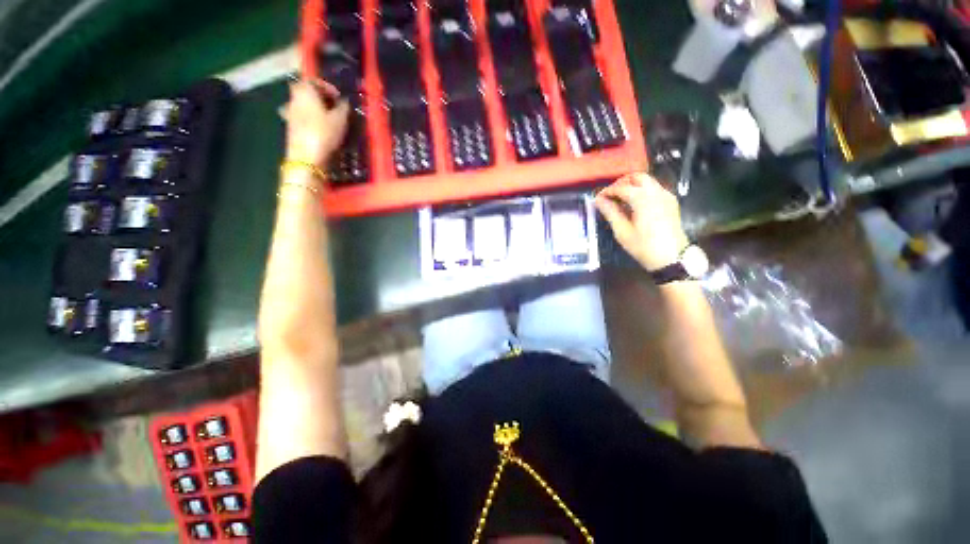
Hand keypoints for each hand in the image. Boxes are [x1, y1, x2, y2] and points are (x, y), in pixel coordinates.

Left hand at [282, 80, 349, 168]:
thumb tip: (344, 102)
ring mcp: (290, 112)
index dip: (328, 87)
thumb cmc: (323, 133)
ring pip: (303, 104)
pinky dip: (311, 119)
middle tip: (334, 107)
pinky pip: (302, 116)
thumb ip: (343, 108)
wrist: (306, 157)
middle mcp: (294, 97)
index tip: (339, 98)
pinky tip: (320, 129)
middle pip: (306, 91)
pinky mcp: (290, 126)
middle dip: (320, 97)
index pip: (314, 80)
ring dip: (315, 108)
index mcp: (305, 90)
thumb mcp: (340, 120)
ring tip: (329, 119)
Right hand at [596, 173, 689, 271]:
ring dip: (632, 186)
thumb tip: (598, 200)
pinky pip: (654, 189)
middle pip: (637, 177)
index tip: (598, 199)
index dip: (608, 191)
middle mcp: (656, 192)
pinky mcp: (671, 202)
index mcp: (643, 198)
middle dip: (622, 183)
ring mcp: (666, 195)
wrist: (672, 257)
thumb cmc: (643, 246)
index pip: (621, 188)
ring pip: (647, 181)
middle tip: (610, 195)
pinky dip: (642, 191)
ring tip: (620, 200)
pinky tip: (635, 204)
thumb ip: (610, 212)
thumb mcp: (622, 231)